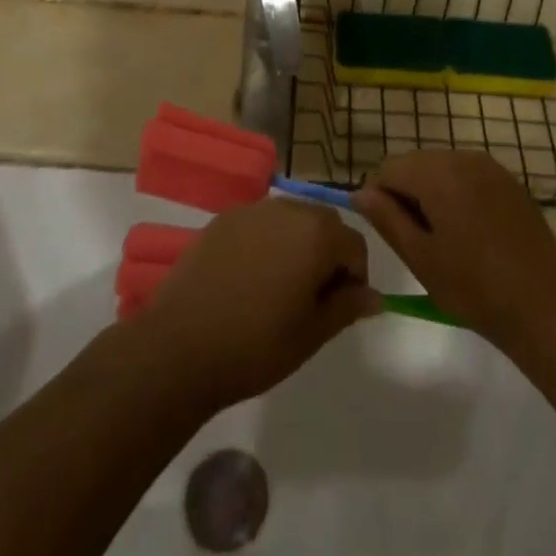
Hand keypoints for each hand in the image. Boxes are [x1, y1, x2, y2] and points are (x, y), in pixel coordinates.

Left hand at [138, 200, 380, 409]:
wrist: (180, 346)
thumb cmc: (255, 346)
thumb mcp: (311, 334)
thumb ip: (347, 307)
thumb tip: (374, 295)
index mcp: (316, 235)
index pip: (355, 244)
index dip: (355, 276)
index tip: (340, 307)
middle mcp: (287, 209)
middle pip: (324, 223)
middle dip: (328, 253)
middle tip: (313, 298)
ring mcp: (251, 210)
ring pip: (291, 219)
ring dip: (298, 244)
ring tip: (280, 288)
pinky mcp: (222, 219)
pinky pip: (260, 223)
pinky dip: (266, 242)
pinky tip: (249, 278)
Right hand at [354, 151, 555, 353]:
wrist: (543, 306)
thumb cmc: (474, 287)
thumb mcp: (420, 257)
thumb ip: (386, 218)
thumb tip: (360, 193)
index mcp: (438, 173)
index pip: (390, 168)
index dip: (380, 197)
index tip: (391, 233)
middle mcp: (463, 157)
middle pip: (416, 163)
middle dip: (407, 193)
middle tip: (418, 241)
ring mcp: (491, 167)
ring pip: (442, 168)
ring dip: (432, 193)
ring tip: (444, 239)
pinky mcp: (510, 181)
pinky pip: (468, 176)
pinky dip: (458, 194)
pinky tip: (470, 233)